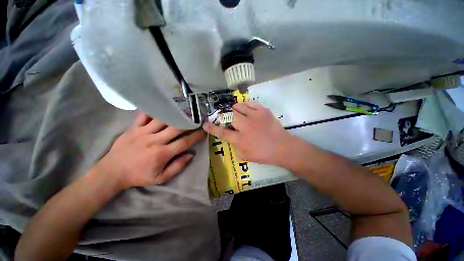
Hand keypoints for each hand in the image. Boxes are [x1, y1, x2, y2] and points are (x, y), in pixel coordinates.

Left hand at [95, 112, 205, 189]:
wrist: (112, 172)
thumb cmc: (139, 176)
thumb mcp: (161, 178)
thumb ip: (178, 166)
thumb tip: (191, 154)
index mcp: (162, 153)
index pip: (184, 142)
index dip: (196, 136)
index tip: (203, 132)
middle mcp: (155, 141)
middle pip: (176, 128)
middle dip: (188, 123)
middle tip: (196, 119)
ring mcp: (143, 132)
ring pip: (162, 119)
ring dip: (174, 115)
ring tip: (183, 111)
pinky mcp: (133, 128)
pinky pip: (144, 115)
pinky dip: (153, 110)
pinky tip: (161, 106)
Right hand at [203, 102, 293, 164]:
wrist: (282, 147)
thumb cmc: (263, 154)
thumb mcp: (244, 156)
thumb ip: (234, 146)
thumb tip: (231, 137)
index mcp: (240, 139)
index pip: (222, 132)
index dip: (212, 128)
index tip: (205, 123)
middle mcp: (245, 126)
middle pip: (229, 115)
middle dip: (224, 115)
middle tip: (226, 117)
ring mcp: (255, 116)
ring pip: (238, 106)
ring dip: (234, 109)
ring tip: (236, 113)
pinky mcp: (263, 111)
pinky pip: (250, 103)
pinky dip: (245, 105)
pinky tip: (245, 109)